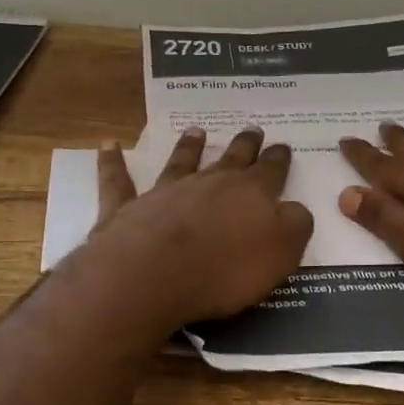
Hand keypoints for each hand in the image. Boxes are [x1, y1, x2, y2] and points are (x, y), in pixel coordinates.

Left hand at [85, 127, 312, 327]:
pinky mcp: (127, 208)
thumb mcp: (281, 252)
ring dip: (189, 147)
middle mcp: (209, 183)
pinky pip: (118, 180)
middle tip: (252, 130)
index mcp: (250, 194)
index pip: (271, 171)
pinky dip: (112, 161)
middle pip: (231, 159)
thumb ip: (294, 225)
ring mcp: (166, 192)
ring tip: (196, 132)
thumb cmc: (225, 269)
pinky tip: (108, 144)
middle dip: (244, 145)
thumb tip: (295, 208)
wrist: (154, 275)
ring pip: (181, 162)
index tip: (282, 146)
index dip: (278, 159)